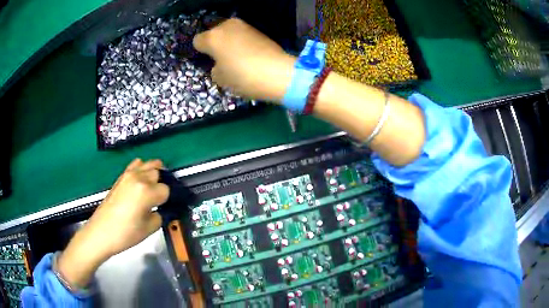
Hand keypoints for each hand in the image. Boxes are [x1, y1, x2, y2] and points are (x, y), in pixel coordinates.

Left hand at [57, 159, 168, 286]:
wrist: (101, 232)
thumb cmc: (125, 234)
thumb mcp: (149, 229)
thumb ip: (159, 215)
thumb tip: (159, 210)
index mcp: (146, 191)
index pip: (166, 189)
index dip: (166, 200)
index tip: (163, 208)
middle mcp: (138, 178)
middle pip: (158, 173)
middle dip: (161, 184)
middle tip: (158, 199)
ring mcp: (128, 175)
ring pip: (148, 164)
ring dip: (154, 173)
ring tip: (153, 187)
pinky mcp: (120, 177)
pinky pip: (136, 165)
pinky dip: (142, 169)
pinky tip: (141, 181)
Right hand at [193, 18, 295, 101]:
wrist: (277, 72)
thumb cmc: (243, 77)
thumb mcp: (221, 79)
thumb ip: (215, 68)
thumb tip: (219, 64)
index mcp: (212, 37)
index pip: (197, 41)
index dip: (201, 51)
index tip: (209, 60)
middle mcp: (226, 26)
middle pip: (214, 33)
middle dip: (215, 43)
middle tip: (223, 58)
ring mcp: (244, 25)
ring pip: (229, 32)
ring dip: (229, 41)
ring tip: (237, 56)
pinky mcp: (258, 29)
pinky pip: (242, 34)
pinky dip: (242, 41)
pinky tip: (249, 53)